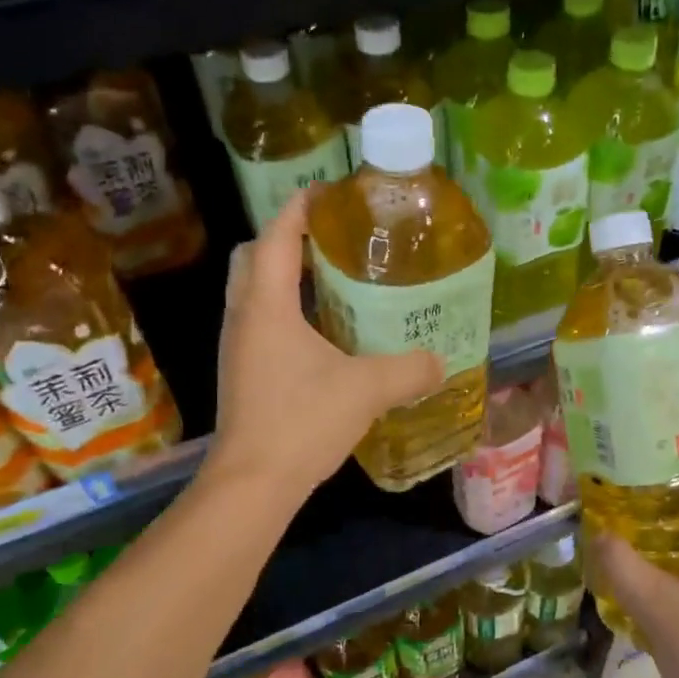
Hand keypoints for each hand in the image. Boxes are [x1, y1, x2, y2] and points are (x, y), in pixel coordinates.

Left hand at [208, 189, 443, 501]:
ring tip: (331, 282)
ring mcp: (237, 348)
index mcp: (266, 306)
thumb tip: (441, 361)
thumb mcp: (367, 390)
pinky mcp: (241, 375)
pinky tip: (323, 335)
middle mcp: (243, 318)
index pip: (275, 238)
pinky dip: (285, 313)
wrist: (252, 484)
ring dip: (284, 278)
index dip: (298, 210)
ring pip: (252, 293)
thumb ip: (410, 370)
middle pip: (253, 259)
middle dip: (285, 241)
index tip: (326, 194)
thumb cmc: (302, 421)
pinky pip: (259, 324)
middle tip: (329, 242)